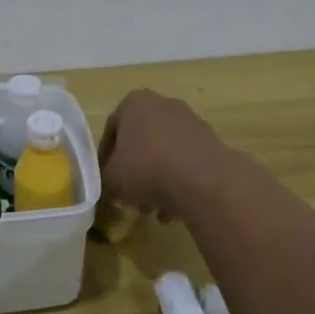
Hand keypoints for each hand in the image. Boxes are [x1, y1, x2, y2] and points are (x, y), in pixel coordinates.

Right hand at [96, 90, 234, 222]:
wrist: (204, 180)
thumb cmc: (147, 170)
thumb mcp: (112, 180)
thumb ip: (103, 180)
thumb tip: (108, 186)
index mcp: (135, 103)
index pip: (112, 129)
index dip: (105, 157)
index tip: (105, 180)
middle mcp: (163, 104)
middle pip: (141, 140)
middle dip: (134, 170)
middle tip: (129, 197)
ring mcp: (190, 121)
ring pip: (165, 153)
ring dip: (157, 180)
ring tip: (153, 210)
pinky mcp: (211, 141)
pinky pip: (187, 162)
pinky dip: (179, 182)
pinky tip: (175, 210)